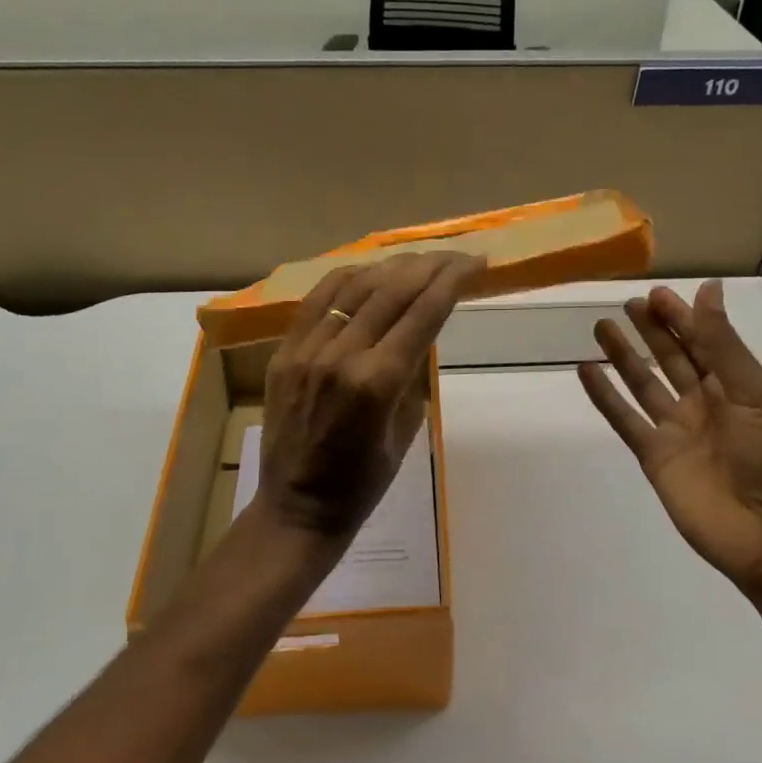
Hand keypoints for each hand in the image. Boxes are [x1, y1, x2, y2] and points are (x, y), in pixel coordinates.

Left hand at [256, 251, 483, 544]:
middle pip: (392, 291)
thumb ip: (412, 374)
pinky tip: (370, 271)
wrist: (297, 507)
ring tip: (419, 259)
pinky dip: (347, 279)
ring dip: (392, 266)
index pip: (423, 314)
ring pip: (354, 287)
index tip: (476, 263)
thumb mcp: (405, 429)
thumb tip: (420, 330)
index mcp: (377, 383)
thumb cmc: (363, 484)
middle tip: (456, 255)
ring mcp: (307, 350)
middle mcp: (341, 356)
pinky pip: (317, 300)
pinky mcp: (285, 352)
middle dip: (430, 266)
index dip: (453, 282)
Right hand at [578, 280, 761, 596]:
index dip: (680, 317)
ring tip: (601, 328)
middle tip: (626, 304)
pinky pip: (625, 420)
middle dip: (651, 330)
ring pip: (643, 384)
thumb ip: (724, 344)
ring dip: (624, 357)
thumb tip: (708, 289)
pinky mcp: (655, 457)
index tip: (655, 293)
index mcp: (735, 386)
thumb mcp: (754, 393)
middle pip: (671, 358)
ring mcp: (676, 431)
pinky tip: (587, 372)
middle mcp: (704, 403)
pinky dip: (605, 397)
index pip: (702, 341)